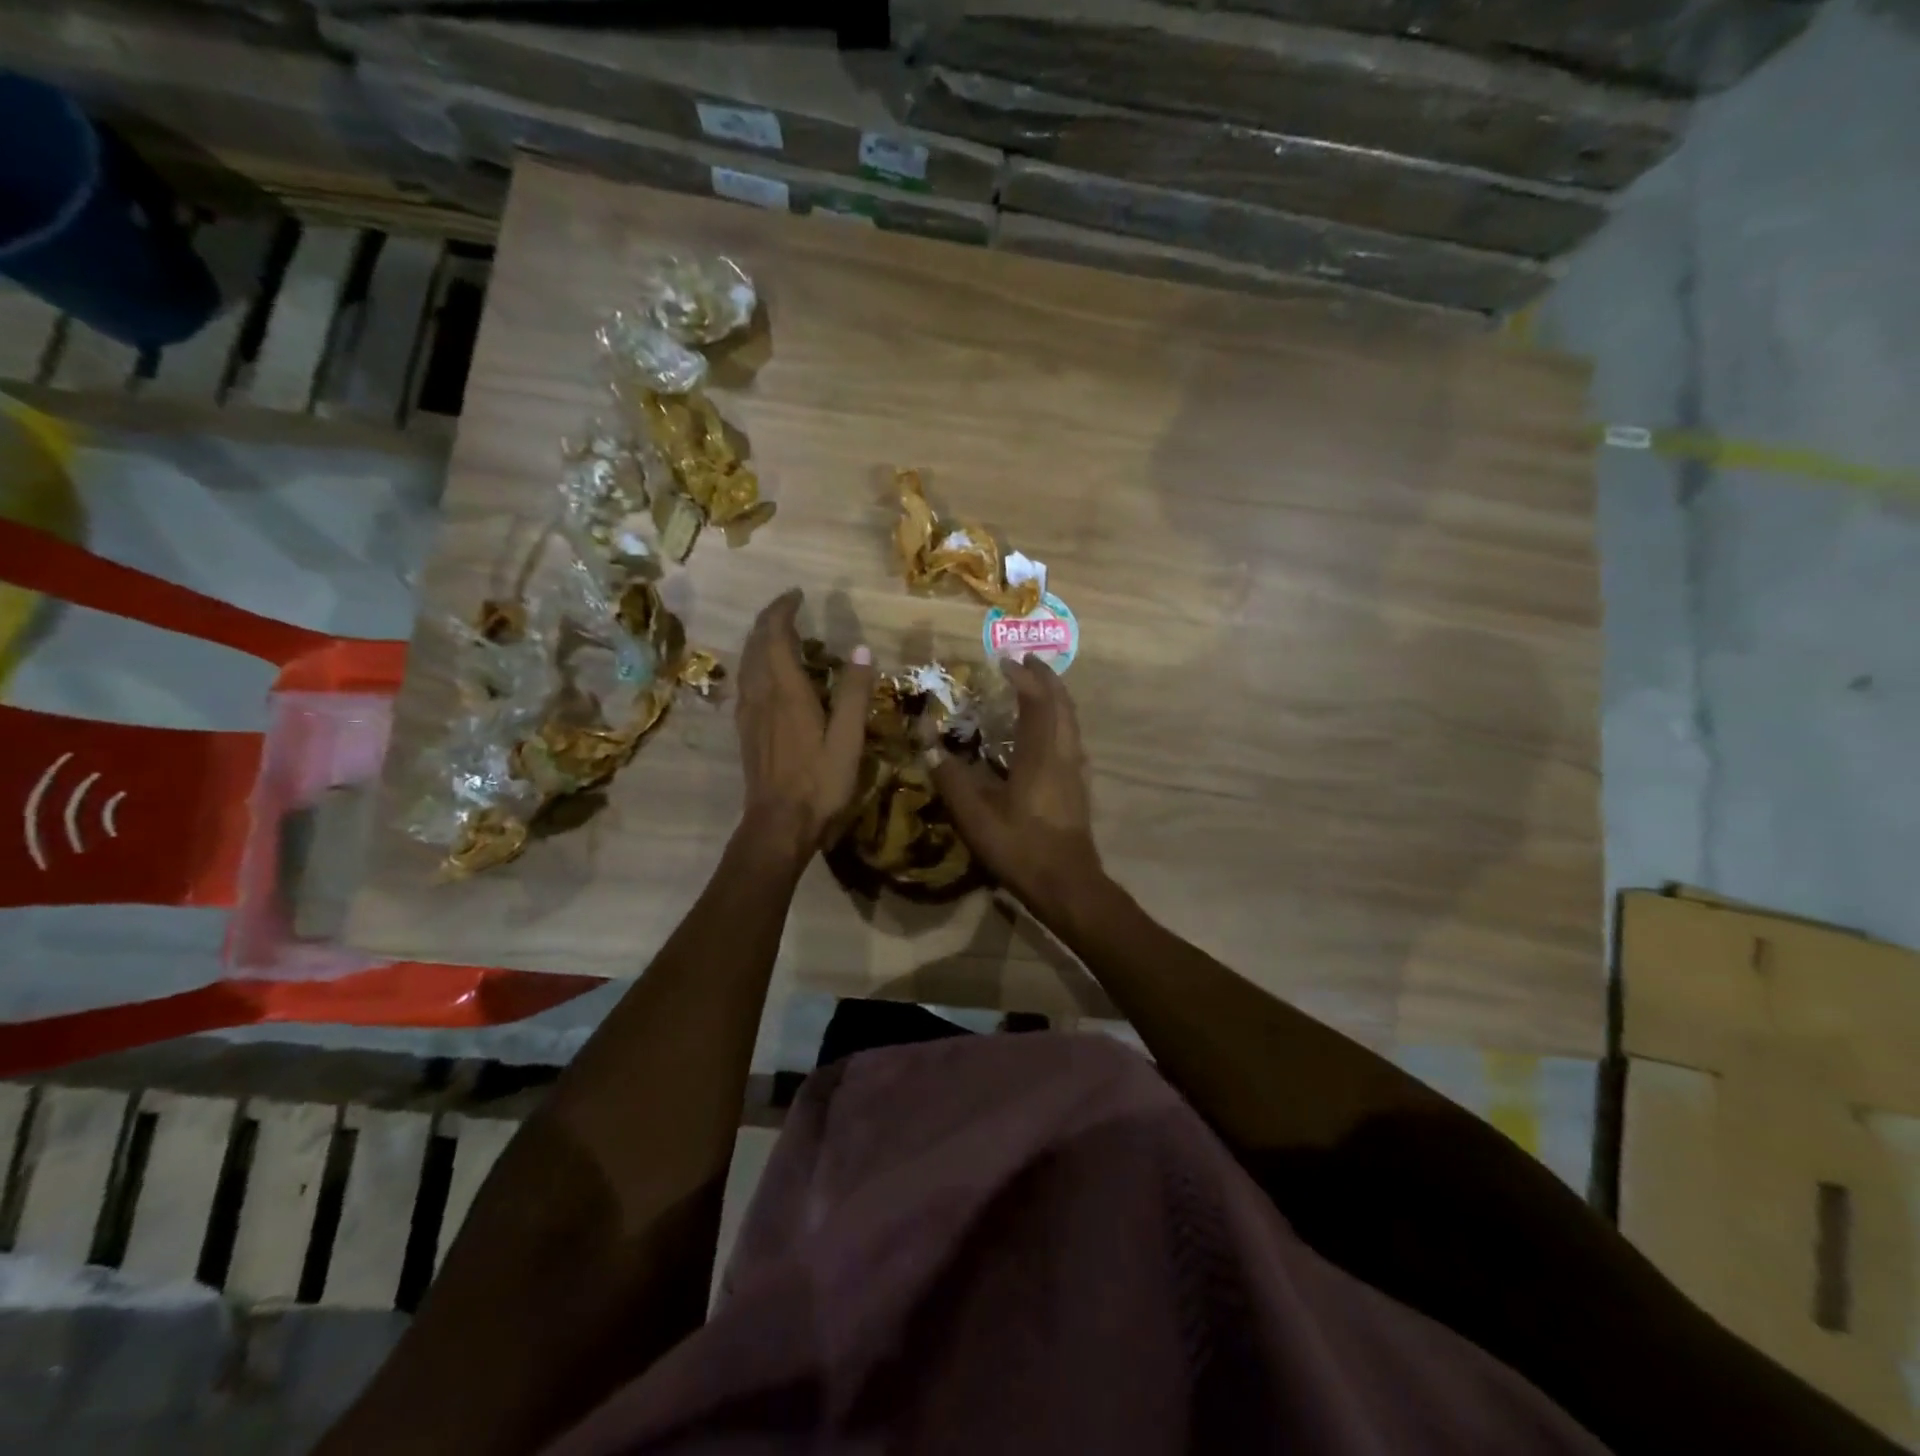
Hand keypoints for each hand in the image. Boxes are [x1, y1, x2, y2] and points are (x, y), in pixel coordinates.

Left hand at [734, 589, 874, 865]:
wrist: (778, 824)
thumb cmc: (819, 783)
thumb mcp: (848, 740)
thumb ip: (854, 693)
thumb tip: (861, 649)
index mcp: (786, 692)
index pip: (774, 636)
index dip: (782, 610)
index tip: (796, 595)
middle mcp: (761, 695)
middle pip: (755, 645)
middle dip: (769, 621)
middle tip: (790, 609)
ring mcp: (749, 714)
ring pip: (747, 663)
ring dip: (760, 641)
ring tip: (782, 635)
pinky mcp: (746, 731)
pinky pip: (747, 682)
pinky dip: (756, 664)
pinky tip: (769, 676)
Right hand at [927, 656, 1105, 920]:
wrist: (1067, 884)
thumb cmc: (1021, 848)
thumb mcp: (975, 816)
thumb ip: (950, 778)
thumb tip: (926, 743)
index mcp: (1040, 755)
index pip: (1037, 701)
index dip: (1023, 677)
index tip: (1004, 661)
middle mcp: (1063, 754)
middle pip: (1062, 704)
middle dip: (1045, 678)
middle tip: (1026, 661)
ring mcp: (1075, 771)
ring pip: (1070, 721)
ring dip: (1055, 698)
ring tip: (1036, 688)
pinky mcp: (1079, 787)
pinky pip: (1070, 738)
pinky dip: (1059, 721)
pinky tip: (1045, 734)